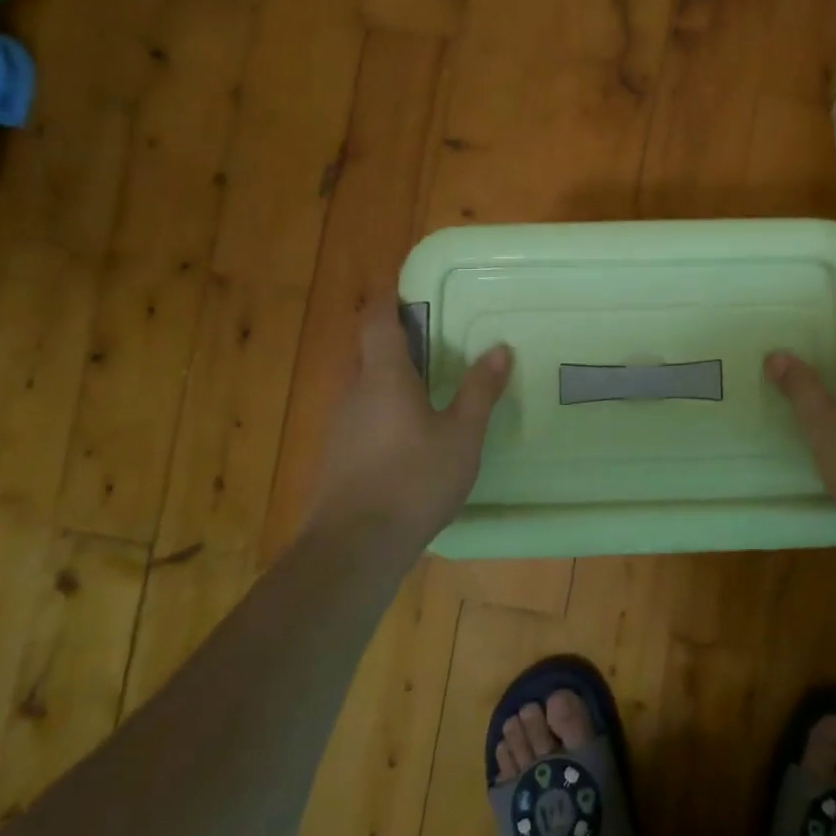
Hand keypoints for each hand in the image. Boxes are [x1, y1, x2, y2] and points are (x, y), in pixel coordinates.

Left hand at [311, 296, 512, 540]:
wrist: (354, 547)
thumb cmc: (414, 480)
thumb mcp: (462, 435)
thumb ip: (479, 390)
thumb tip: (499, 348)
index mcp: (383, 377)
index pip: (376, 321)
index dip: (387, 299)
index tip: (405, 288)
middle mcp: (354, 392)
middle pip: (368, 352)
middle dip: (395, 341)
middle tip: (433, 341)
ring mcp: (340, 427)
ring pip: (364, 387)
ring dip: (390, 379)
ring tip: (427, 388)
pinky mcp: (336, 457)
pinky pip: (361, 417)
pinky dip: (383, 411)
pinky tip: (408, 437)